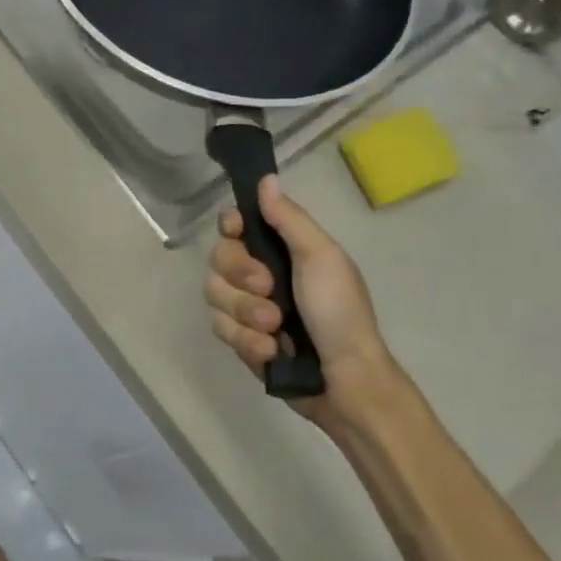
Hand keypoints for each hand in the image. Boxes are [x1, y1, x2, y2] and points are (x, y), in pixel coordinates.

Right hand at [205, 175, 393, 422]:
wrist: (344, 380)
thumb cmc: (340, 312)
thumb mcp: (321, 258)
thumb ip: (289, 220)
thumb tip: (266, 179)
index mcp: (282, 250)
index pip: (237, 226)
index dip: (231, 227)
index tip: (237, 231)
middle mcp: (260, 275)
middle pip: (218, 259)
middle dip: (241, 277)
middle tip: (270, 290)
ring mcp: (248, 309)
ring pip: (215, 296)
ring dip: (246, 313)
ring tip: (276, 329)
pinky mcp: (241, 340)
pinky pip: (221, 330)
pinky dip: (247, 341)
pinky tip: (272, 351)